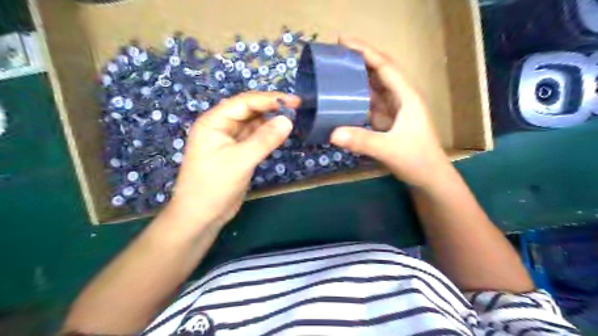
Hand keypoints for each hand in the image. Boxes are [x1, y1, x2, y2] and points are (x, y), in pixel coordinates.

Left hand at [163, 92, 299, 229]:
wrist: (202, 215)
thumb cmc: (214, 186)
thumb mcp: (240, 161)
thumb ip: (264, 139)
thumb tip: (288, 120)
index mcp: (214, 122)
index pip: (244, 102)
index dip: (270, 99)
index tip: (295, 101)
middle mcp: (221, 126)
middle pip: (249, 110)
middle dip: (271, 107)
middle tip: (296, 108)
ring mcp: (229, 140)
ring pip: (253, 124)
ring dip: (270, 121)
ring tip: (292, 119)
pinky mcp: (237, 152)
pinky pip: (254, 137)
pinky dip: (267, 135)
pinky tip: (280, 134)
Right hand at [329, 37, 450, 188]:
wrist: (428, 177)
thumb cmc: (416, 159)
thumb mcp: (389, 150)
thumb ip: (362, 141)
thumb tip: (332, 133)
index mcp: (406, 96)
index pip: (384, 66)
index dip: (364, 51)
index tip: (342, 41)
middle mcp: (400, 97)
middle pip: (378, 72)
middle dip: (358, 60)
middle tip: (334, 54)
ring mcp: (393, 109)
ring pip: (373, 87)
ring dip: (357, 77)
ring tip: (335, 71)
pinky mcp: (386, 121)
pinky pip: (369, 103)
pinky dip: (356, 97)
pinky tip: (343, 97)